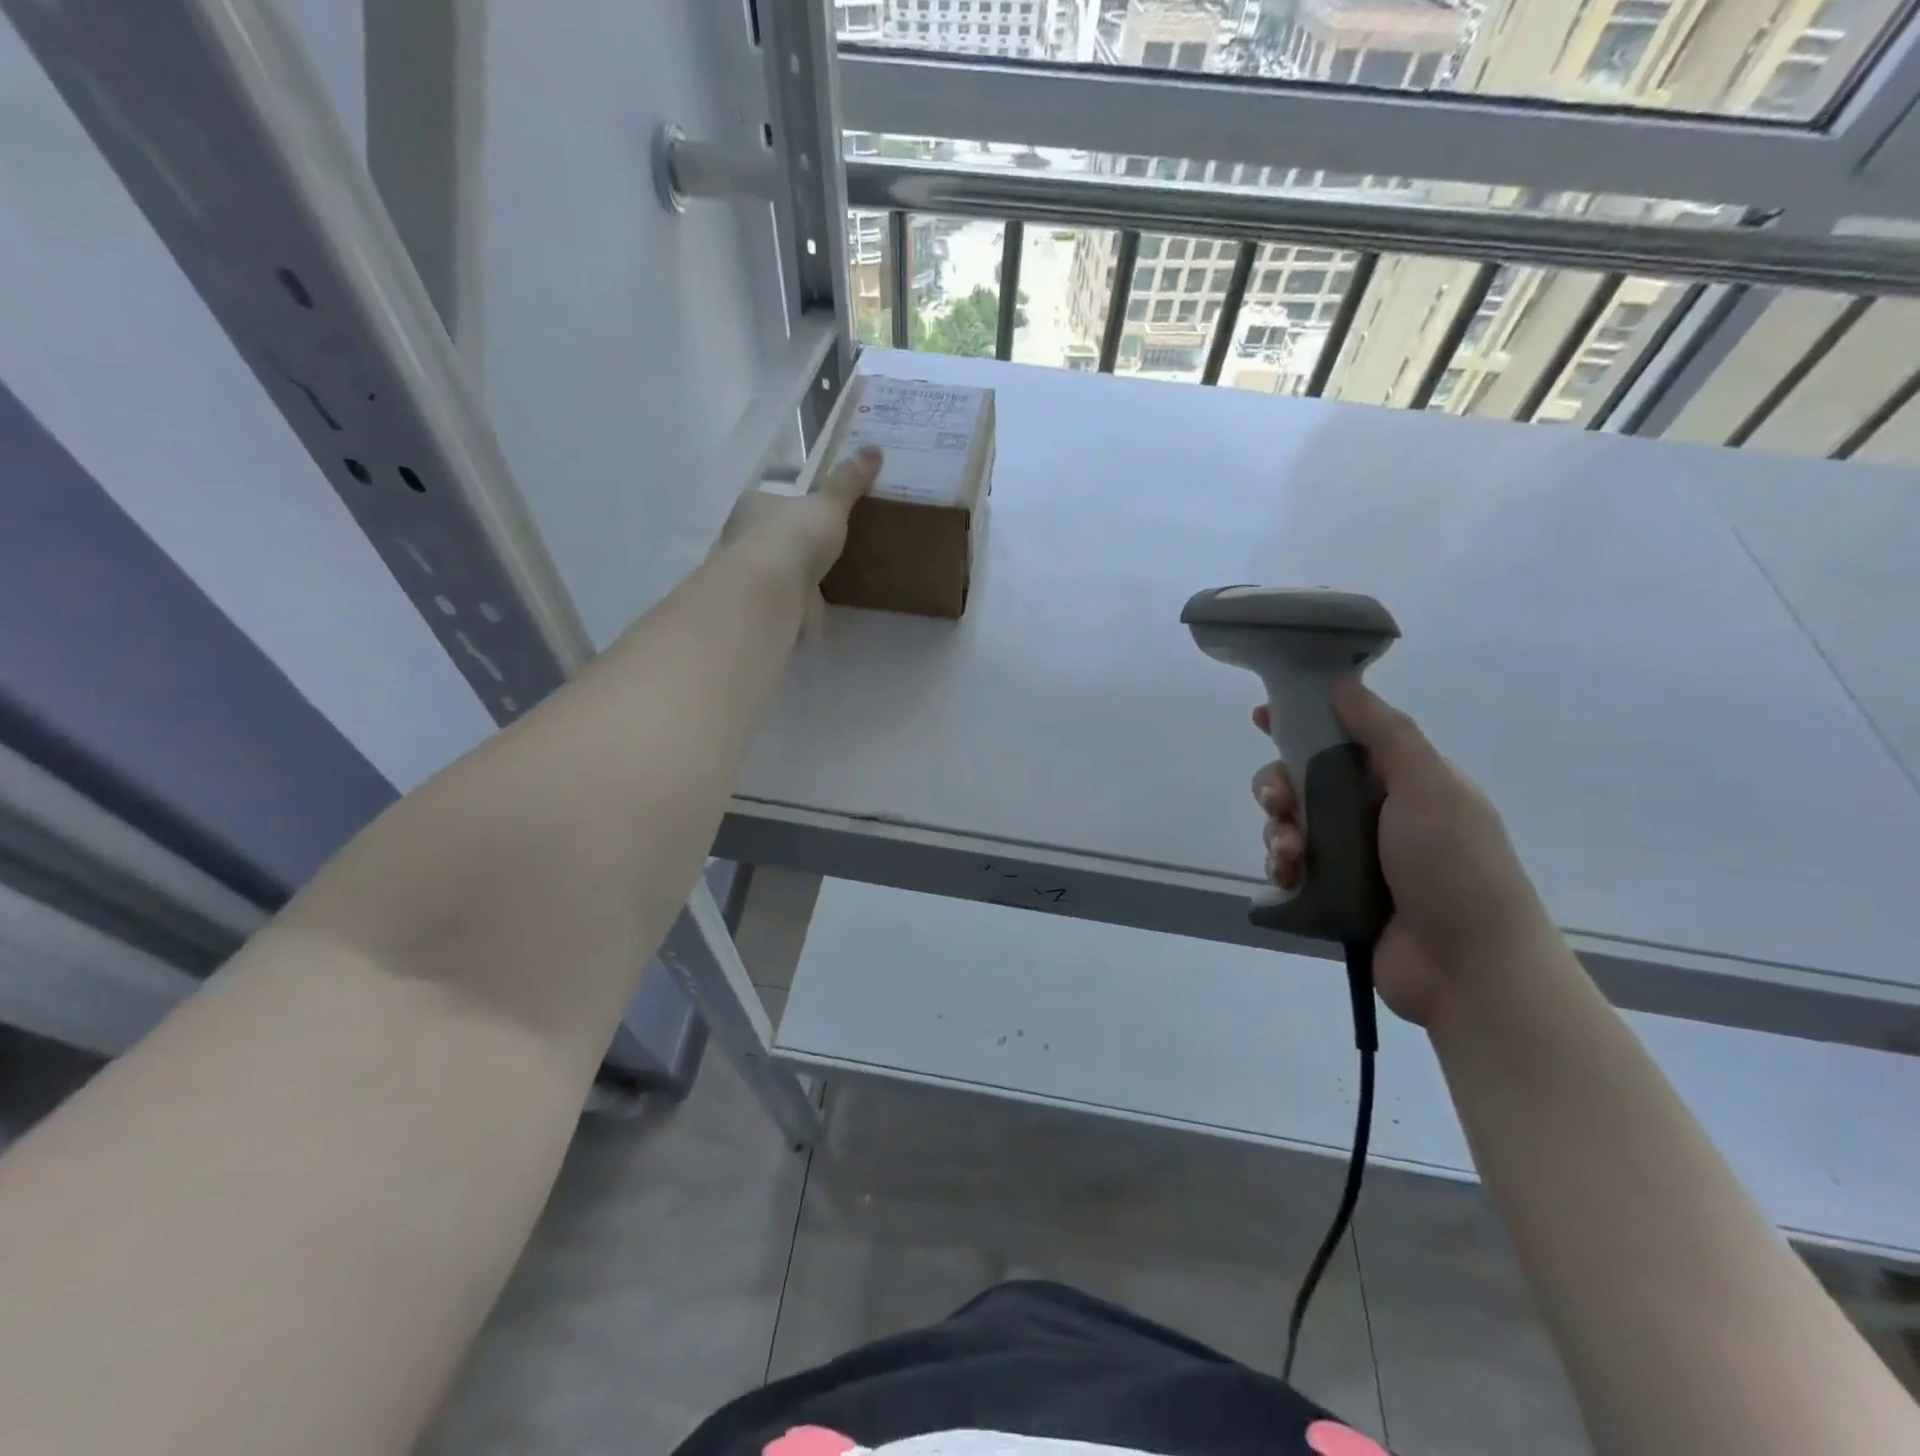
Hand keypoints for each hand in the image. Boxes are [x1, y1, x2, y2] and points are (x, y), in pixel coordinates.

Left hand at [719, 444, 880, 616]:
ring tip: (832, 571)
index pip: (772, 499)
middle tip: (829, 540)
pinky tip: (824, 599)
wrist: (774, 594)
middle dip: (795, 539)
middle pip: (774, 534)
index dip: (792, 503)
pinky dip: (803, 598)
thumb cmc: (795, 537)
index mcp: (755, 505)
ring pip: (779, 568)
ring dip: (798, 571)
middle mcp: (746, 537)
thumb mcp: (830, 504)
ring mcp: (755, 575)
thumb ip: (849, 481)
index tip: (816, 510)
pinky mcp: (767, 606)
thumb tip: (874, 448)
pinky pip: (789, 597)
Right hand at [1254, 680, 1553, 1025]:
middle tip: (1277, 801)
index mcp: (1404, 780)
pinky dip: (1283, 865)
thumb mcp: (1428, 786)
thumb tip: (1344, 683)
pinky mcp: (1334, 893)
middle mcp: (1376, 812)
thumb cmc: (1454, 866)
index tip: (1262, 716)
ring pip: (1292, 823)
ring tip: (1291, 851)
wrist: (1469, 968)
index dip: (1303, 721)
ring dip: (1279, 830)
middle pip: (1306, 780)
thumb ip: (1384, 732)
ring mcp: (1355, 856)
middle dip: (1280, 784)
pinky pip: (1292, 865)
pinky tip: (1289, 876)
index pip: (1344, 736)